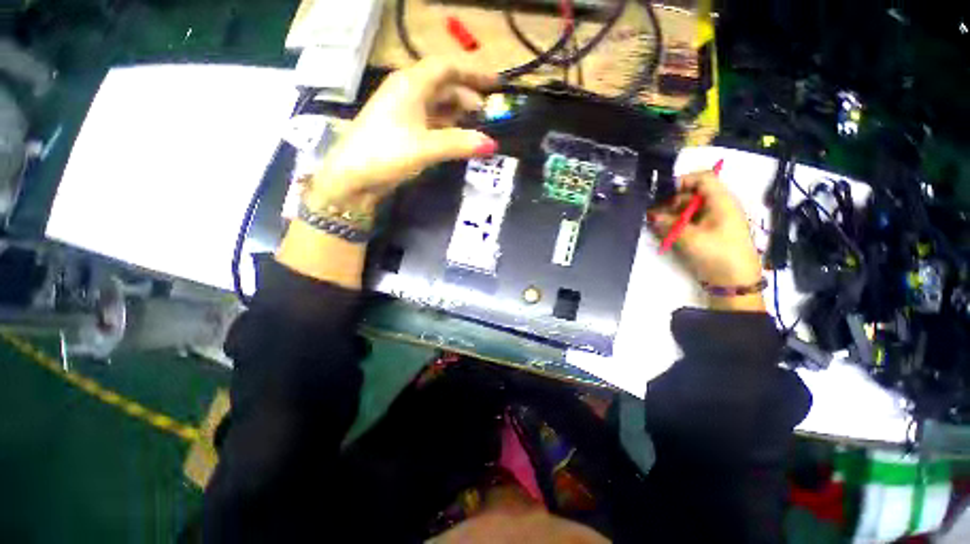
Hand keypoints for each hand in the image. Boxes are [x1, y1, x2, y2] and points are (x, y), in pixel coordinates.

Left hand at [305, 59, 498, 212]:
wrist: (352, 176)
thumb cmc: (387, 153)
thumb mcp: (426, 147)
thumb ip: (459, 143)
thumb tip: (491, 144)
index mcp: (411, 84)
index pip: (447, 67)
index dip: (473, 73)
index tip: (495, 85)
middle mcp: (407, 91)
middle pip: (443, 85)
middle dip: (467, 95)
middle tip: (487, 113)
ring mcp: (403, 111)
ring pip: (436, 103)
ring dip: (457, 111)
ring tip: (476, 125)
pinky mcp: (401, 129)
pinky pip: (429, 120)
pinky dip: (446, 125)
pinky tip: (455, 136)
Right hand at [649, 171, 764, 310]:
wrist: (734, 281)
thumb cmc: (717, 253)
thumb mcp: (690, 237)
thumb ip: (669, 224)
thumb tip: (651, 216)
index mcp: (721, 201)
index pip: (703, 179)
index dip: (683, 180)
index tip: (662, 192)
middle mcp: (718, 207)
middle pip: (692, 195)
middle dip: (670, 202)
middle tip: (652, 214)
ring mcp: (713, 221)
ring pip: (688, 210)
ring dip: (671, 216)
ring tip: (655, 225)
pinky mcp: (708, 233)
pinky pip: (690, 223)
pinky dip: (676, 225)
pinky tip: (664, 232)